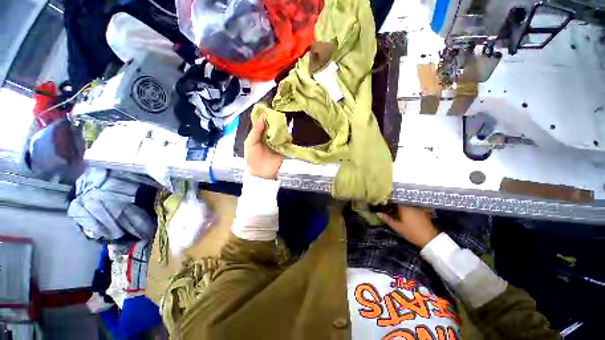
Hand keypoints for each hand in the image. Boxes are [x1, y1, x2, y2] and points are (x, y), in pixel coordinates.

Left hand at [244, 115, 282, 179]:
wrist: (261, 173)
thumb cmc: (252, 158)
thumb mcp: (250, 142)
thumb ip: (256, 130)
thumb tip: (262, 117)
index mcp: (259, 134)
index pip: (263, 121)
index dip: (266, 115)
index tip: (270, 108)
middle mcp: (268, 136)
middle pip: (273, 125)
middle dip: (276, 120)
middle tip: (278, 115)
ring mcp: (276, 141)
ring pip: (281, 131)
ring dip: (282, 128)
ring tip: (282, 124)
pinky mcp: (283, 147)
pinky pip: (287, 140)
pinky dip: (288, 136)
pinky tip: (286, 134)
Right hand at [380, 205, 438, 247]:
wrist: (430, 239)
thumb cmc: (412, 233)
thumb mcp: (398, 228)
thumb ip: (389, 220)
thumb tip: (382, 214)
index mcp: (404, 208)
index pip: (395, 202)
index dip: (391, 204)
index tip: (387, 206)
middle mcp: (412, 206)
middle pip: (402, 203)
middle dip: (397, 206)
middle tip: (392, 211)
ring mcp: (419, 209)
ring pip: (409, 206)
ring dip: (404, 208)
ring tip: (399, 213)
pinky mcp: (424, 213)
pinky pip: (414, 209)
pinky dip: (410, 211)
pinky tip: (409, 217)